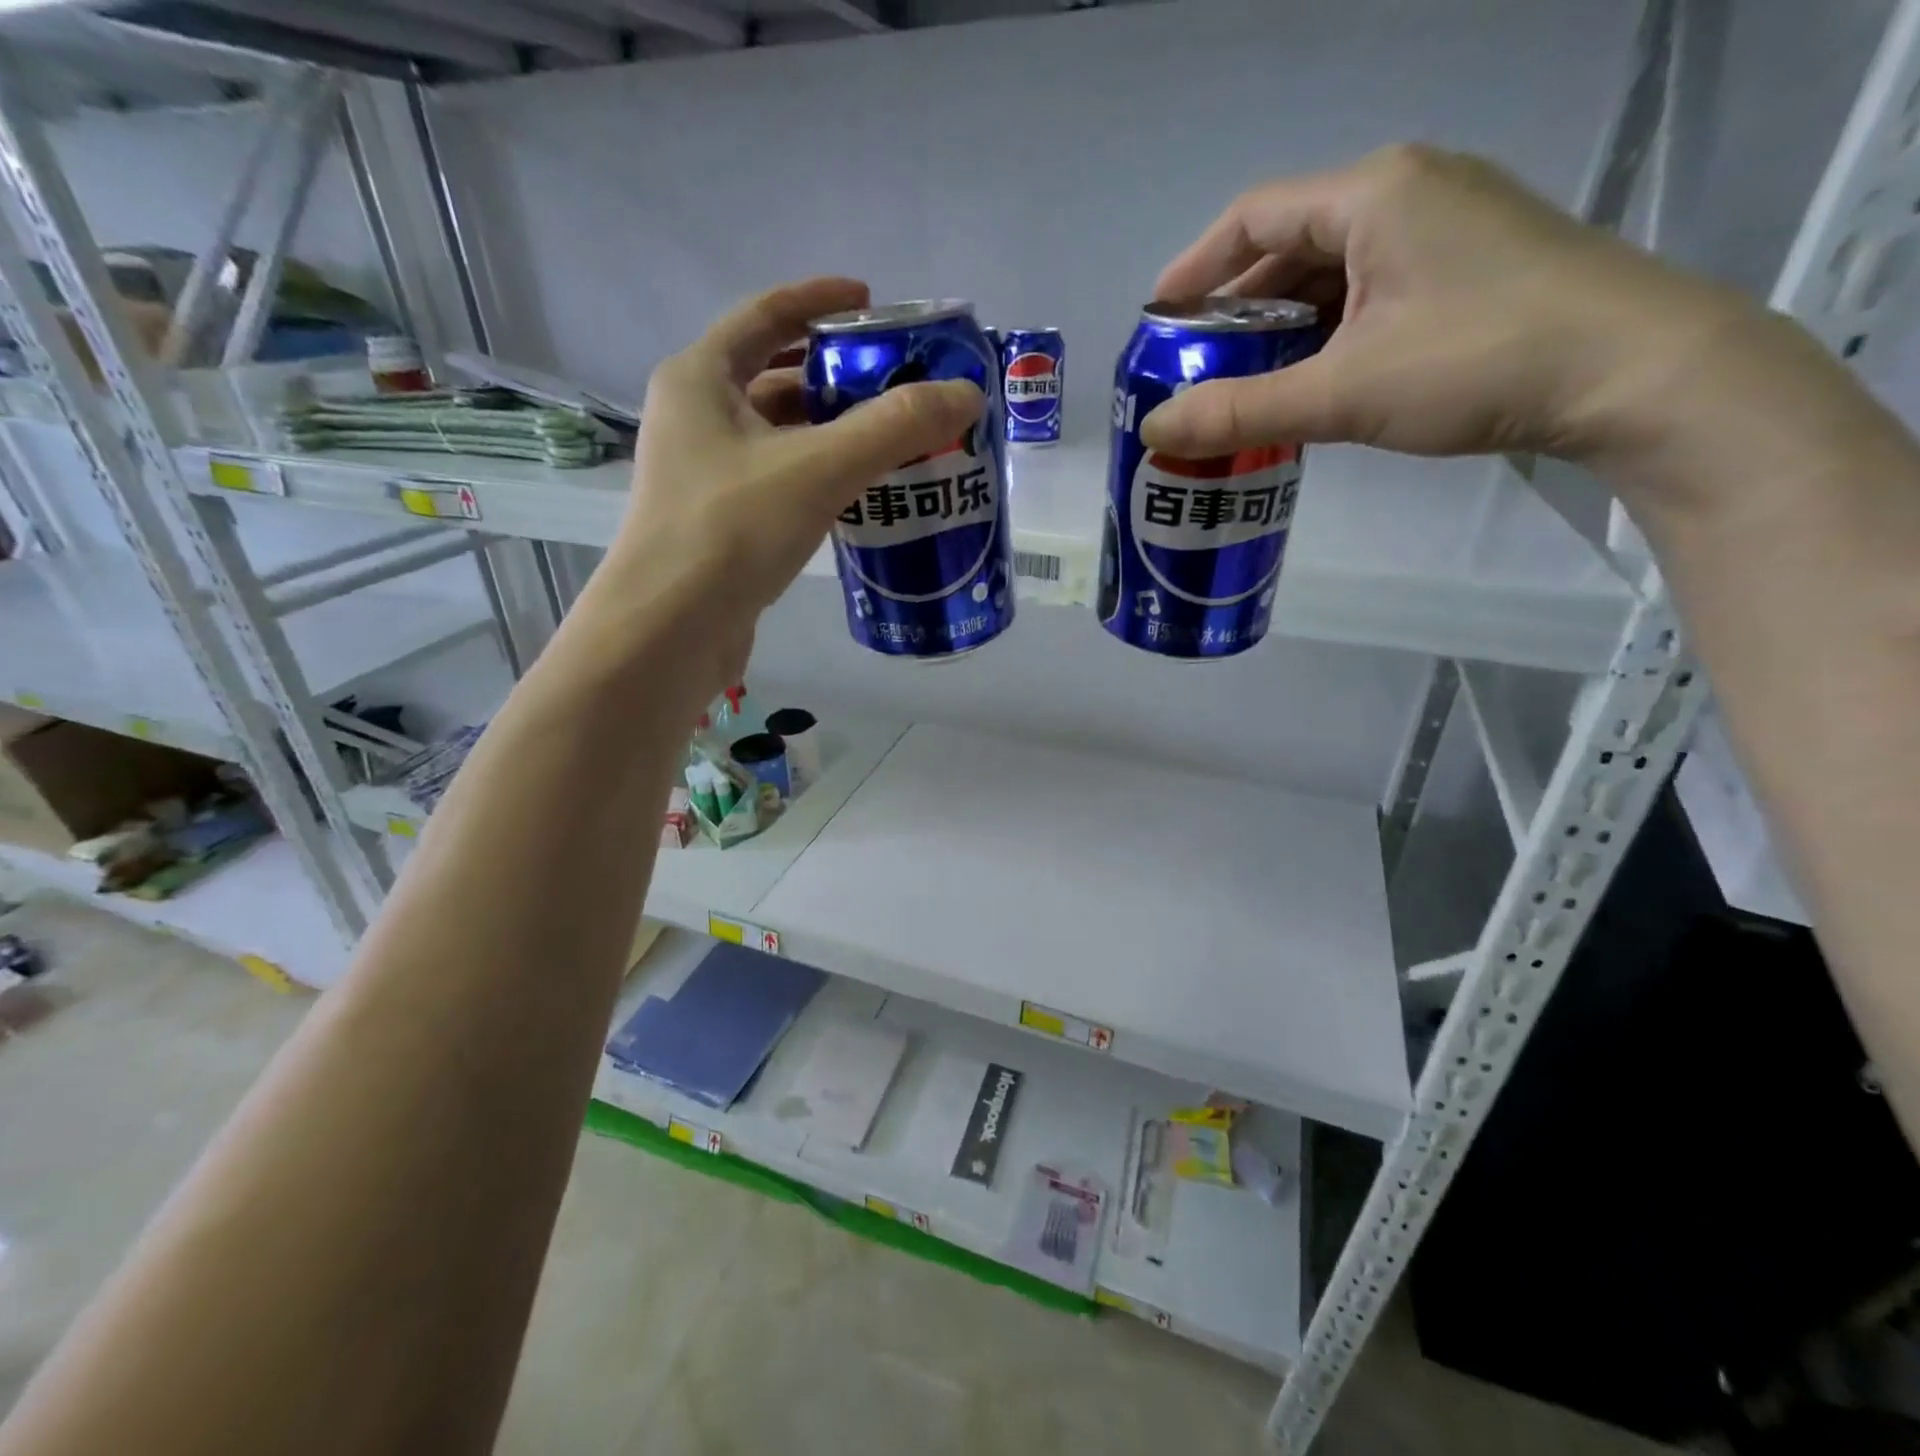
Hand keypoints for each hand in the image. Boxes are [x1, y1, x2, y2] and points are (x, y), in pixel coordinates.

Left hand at [588, 277, 982, 700]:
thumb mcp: (819, 468)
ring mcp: (704, 474)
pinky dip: (818, 476)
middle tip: (896, 381)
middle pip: (773, 376)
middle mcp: (695, 418)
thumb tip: (967, 395)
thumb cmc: (732, 529)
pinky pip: (779, 480)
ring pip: (778, 435)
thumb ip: (894, 427)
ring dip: (830, 431)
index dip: (818, 299)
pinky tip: (859, 493)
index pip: (765, 314)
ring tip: (891, 437)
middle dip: (835, 373)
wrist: (670, 631)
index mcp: (700, 378)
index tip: (871, 300)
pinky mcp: (720, 523)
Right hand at [1140, 144, 1755, 464]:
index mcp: (1372, 194)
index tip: (1156, 322)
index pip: (1254, 215)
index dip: (1195, 268)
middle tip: (1196, 369)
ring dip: (1280, 327)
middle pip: (1290, 245)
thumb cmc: (1478, 362)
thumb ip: (1241, 411)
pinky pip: (1370, 292)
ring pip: (1332, 273)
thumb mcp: (1343, 392)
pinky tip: (1310, 380)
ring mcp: (1445, 228)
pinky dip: (1327, 334)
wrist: (1634, 372)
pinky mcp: (1468, 269)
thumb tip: (1154, 432)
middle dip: (1235, 309)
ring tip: (1243, 384)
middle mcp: (1407, 193)